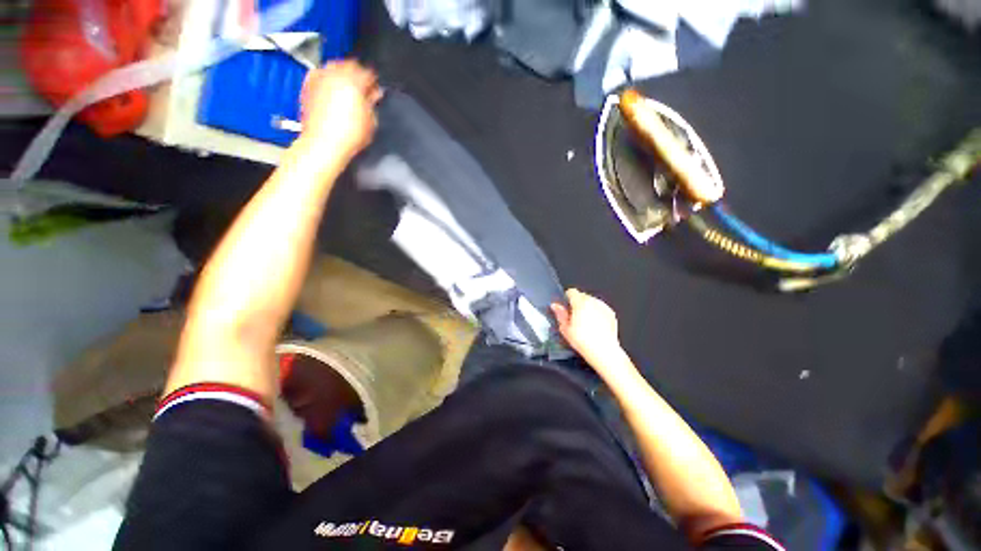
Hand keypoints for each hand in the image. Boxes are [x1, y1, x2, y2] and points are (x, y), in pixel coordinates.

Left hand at [297, 60, 381, 160]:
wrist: (324, 144)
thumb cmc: (347, 136)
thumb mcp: (371, 121)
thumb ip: (372, 104)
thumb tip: (373, 96)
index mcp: (353, 81)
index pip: (367, 73)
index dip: (373, 82)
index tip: (375, 90)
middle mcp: (334, 75)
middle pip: (348, 65)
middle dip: (356, 75)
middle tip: (362, 89)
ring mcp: (319, 79)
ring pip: (332, 67)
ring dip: (341, 76)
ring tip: (347, 90)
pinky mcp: (308, 87)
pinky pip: (318, 75)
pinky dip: (326, 80)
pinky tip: (331, 92)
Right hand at [551, 289, 621, 362]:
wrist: (603, 351)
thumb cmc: (584, 341)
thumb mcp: (565, 329)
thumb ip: (560, 314)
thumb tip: (555, 306)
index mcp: (580, 302)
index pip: (571, 292)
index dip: (567, 299)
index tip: (566, 307)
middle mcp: (593, 301)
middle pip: (582, 296)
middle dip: (577, 304)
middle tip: (574, 318)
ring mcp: (603, 307)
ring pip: (591, 302)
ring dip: (587, 308)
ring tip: (585, 324)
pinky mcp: (611, 314)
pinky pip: (600, 308)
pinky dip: (597, 314)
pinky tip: (594, 326)